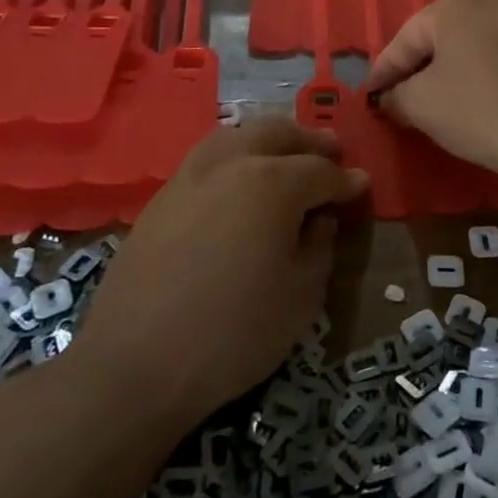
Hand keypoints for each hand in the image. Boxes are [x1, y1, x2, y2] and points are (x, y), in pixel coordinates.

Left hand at [69, 119, 366, 428]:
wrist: (135, 364)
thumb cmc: (234, 333)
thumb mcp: (301, 295)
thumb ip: (320, 245)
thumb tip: (320, 217)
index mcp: (273, 182)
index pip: (321, 171)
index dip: (346, 181)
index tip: (362, 186)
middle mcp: (232, 163)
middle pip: (278, 133)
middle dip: (309, 142)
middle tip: (332, 154)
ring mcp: (191, 175)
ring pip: (238, 135)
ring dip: (270, 139)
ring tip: (286, 158)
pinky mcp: (162, 196)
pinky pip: (209, 157)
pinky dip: (236, 155)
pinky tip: (241, 181)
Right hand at [365, 0, 497, 186]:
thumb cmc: (479, 112)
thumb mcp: (420, 105)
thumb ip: (396, 95)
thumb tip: (391, 97)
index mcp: (455, 5)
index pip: (405, 40)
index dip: (383, 71)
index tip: (370, 95)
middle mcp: (492, 0)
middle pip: (441, 37)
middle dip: (419, 67)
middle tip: (402, 98)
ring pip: (475, 45)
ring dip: (454, 69)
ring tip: (442, 99)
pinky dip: (487, 73)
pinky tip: (485, 99)